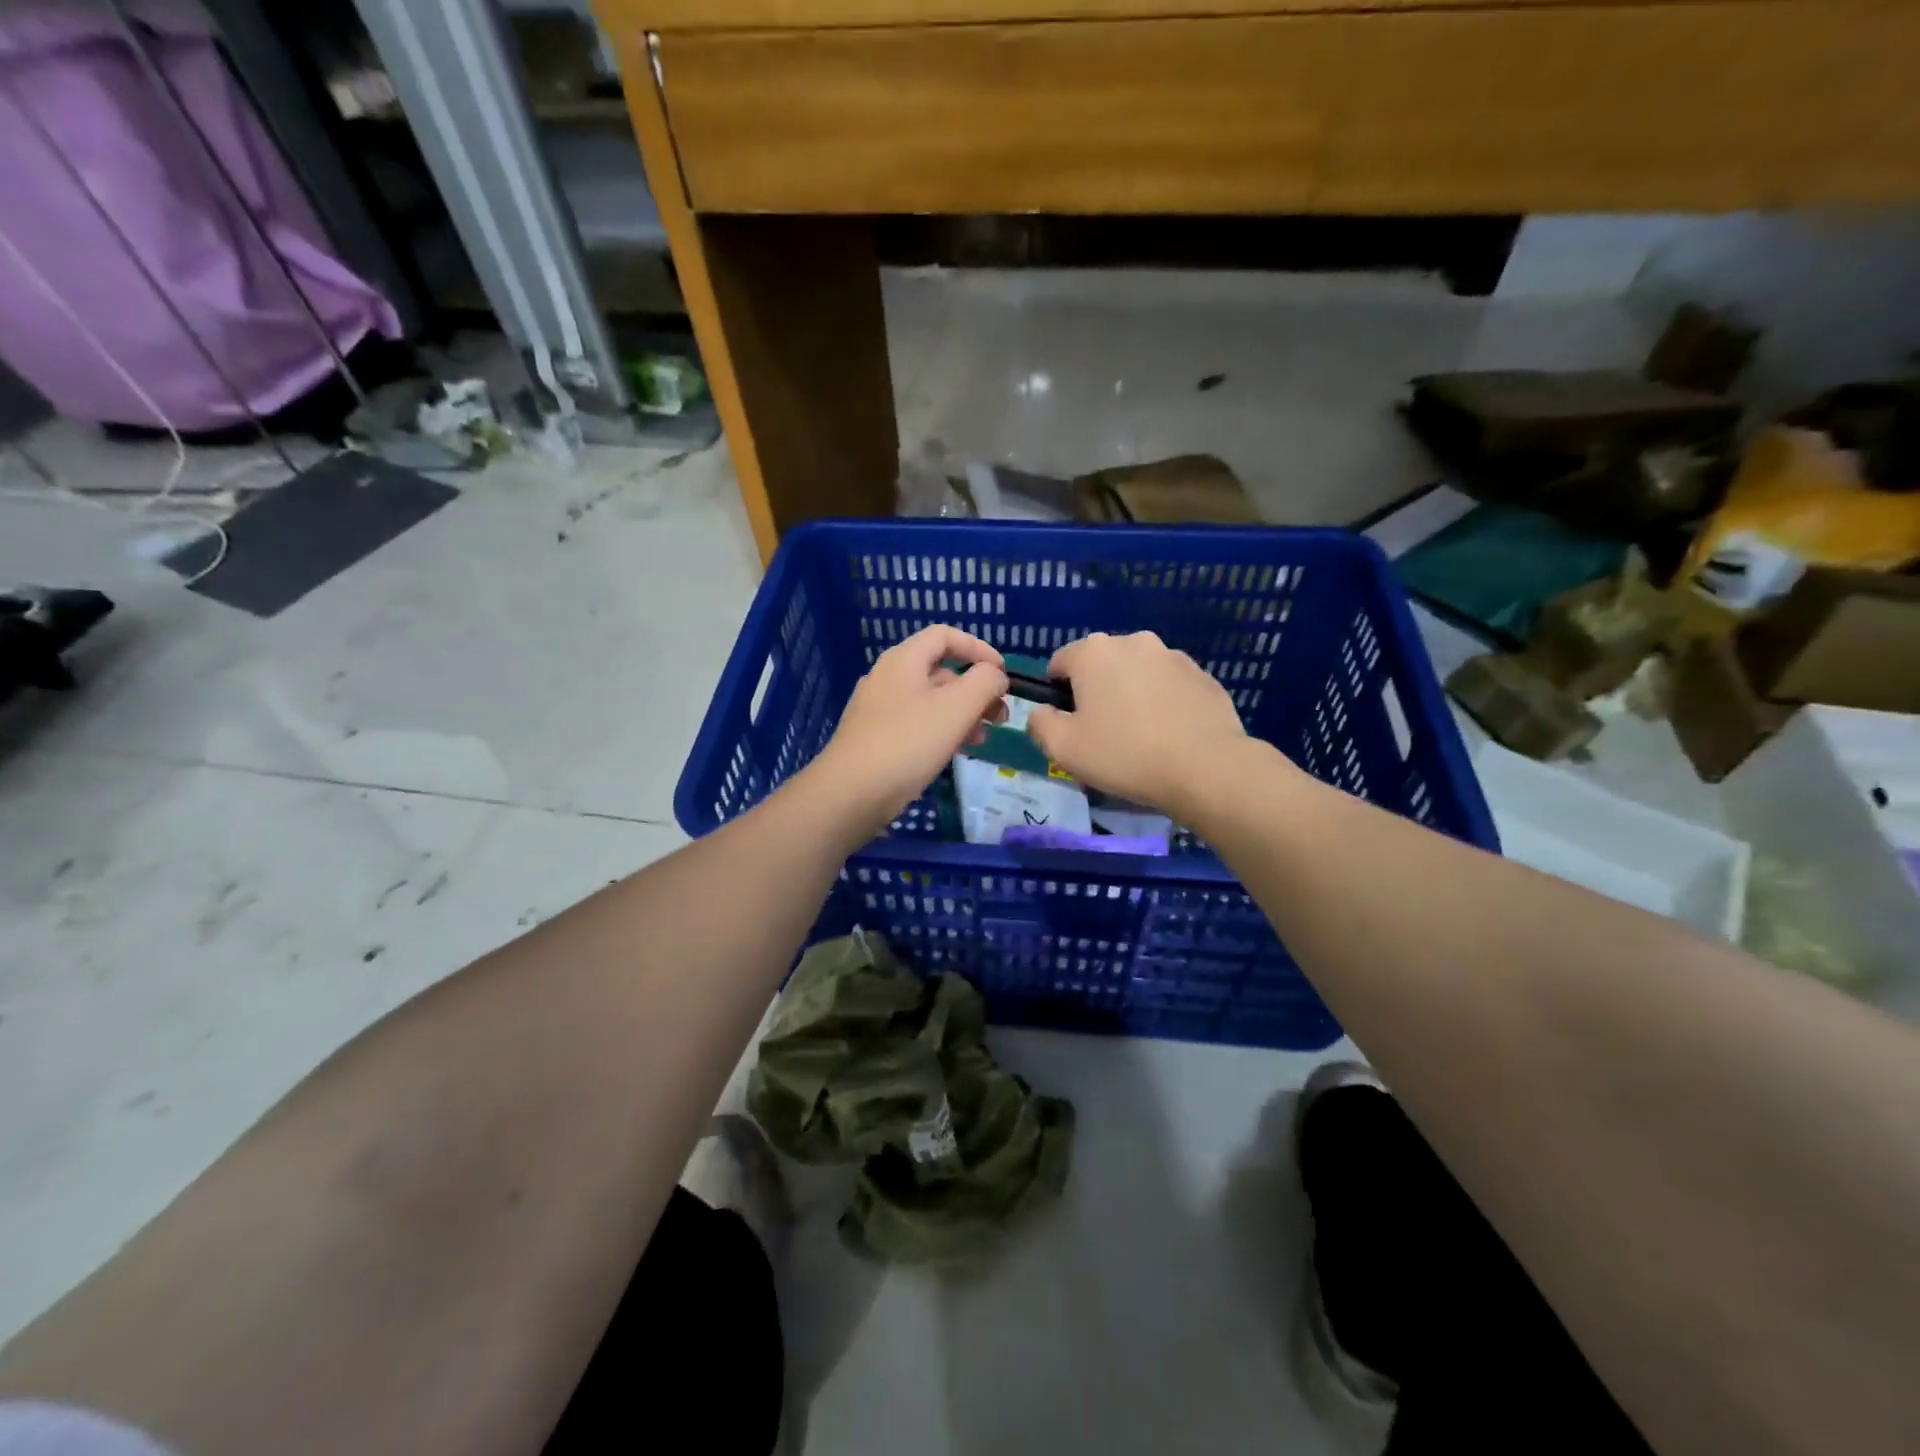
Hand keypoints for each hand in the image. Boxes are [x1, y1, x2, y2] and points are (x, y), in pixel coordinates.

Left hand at [806, 625, 1007, 841]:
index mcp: (903, 660)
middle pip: (940, 670)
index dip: (978, 648)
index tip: (1003, 674)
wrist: (850, 794)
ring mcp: (878, 709)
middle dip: (975, 689)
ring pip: (931, 701)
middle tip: (1000, 716)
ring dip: (963, 714)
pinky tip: (955, 752)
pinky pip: (916, 724)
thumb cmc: (908, 743)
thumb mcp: (957, 707)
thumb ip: (984, 682)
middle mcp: (888, 677)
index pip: (945, 636)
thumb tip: (995, 675)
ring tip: (982, 739)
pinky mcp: (875, 738)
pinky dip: (941, 731)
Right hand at [1026, 631, 1261, 816]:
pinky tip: (1169, 735)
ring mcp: (1173, 655)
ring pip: (1137, 673)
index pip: (1060, 662)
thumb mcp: (1063, 749)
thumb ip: (1040, 724)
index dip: (1057, 694)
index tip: (1070, 725)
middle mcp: (1134, 641)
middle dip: (1097, 691)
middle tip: (1104, 734)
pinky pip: (1169, 686)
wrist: (1206, 768)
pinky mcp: (1203, 675)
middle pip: (1101, 665)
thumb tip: (1042, 713)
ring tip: (1141, 736)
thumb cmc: (1125, 755)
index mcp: (1094, 652)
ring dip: (1131, 694)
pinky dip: (1163, 703)